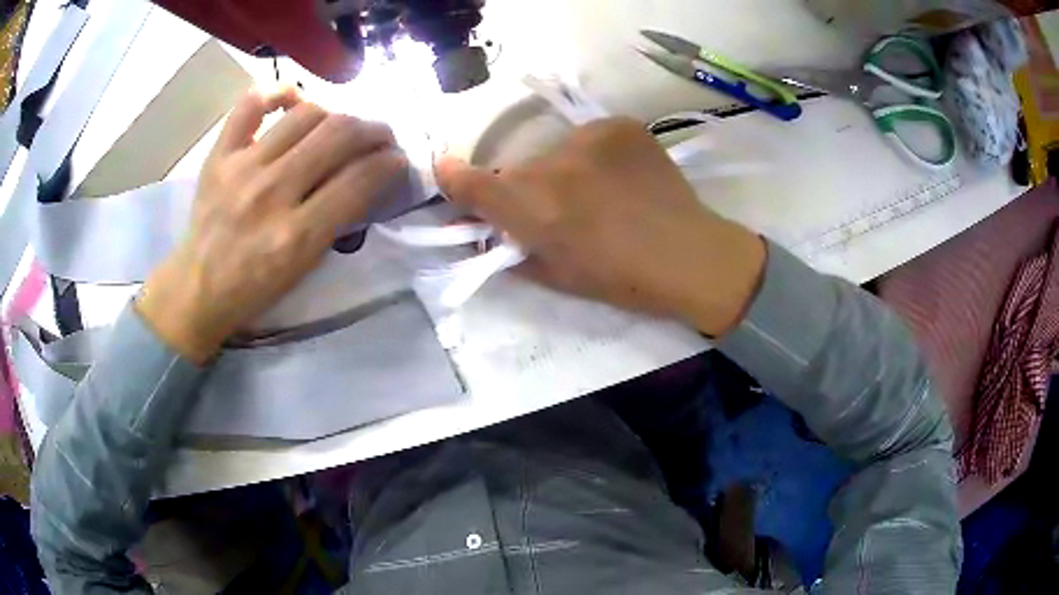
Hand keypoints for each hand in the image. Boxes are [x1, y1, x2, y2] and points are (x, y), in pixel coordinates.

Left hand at [137, 88, 407, 361]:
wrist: (198, 288)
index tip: (398, 158)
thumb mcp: (305, 268)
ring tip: (338, 125)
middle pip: (339, 134)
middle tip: (381, 135)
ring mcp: (242, 167)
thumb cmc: (255, 287)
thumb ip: (338, 220)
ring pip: (306, 112)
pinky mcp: (220, 154)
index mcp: (297, 235)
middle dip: (374, 129)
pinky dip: (278, 91)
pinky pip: (252, 103)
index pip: (360, 179)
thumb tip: (368, 175)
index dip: (391, 162)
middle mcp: (272, 193)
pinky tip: (293, 99)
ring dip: (336, 113)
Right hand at [435, 118, 764, 336]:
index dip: (453, 179)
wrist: (691, 256)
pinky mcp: (619, 125)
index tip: (446, 172)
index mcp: (535, 211)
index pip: (472, 184)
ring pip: (554, 152)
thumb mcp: (554, 277)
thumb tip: (487, 230)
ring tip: (599, 193)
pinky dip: (595, 156)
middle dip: (525, 189)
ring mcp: (589, 139)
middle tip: (557, 208)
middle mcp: (553, 167)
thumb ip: (511, 249)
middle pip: (517, 169)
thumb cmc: (621, 280)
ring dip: (563, 171)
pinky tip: (621, 177)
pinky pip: (590, 138)